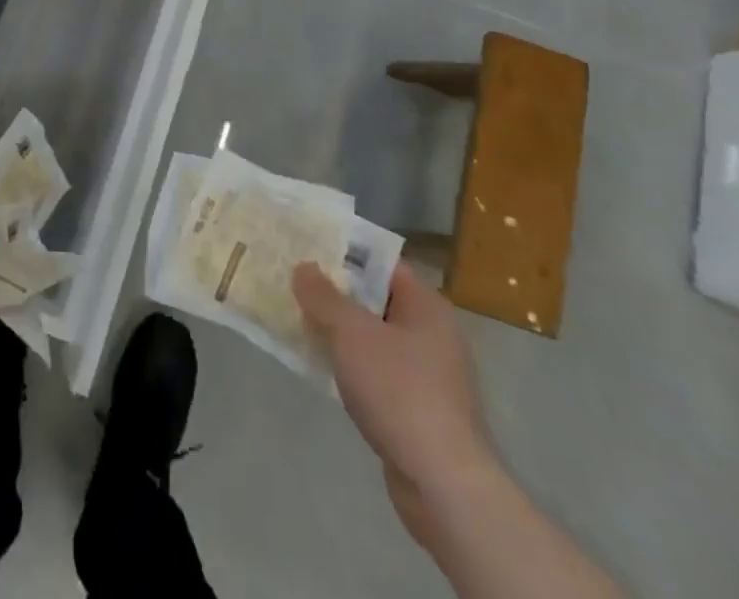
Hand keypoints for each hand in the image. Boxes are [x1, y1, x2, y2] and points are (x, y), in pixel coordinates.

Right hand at [294, 260, 498, 548]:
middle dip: (336, 295)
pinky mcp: (420, 411)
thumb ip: (324, 297)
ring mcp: (429, 375)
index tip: (307, 252)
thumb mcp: (352, 334)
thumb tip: (304, 267)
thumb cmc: (400, 392)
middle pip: (376, 301)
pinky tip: (323, 370)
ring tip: (300, 323)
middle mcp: (433, 333)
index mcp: (426, 306)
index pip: (382, 264)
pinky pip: (378, 374)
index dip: (344, 255)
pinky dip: (352, 368)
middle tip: (295, 286)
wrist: (444, 485)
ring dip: (341, 334)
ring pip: (374, 339)